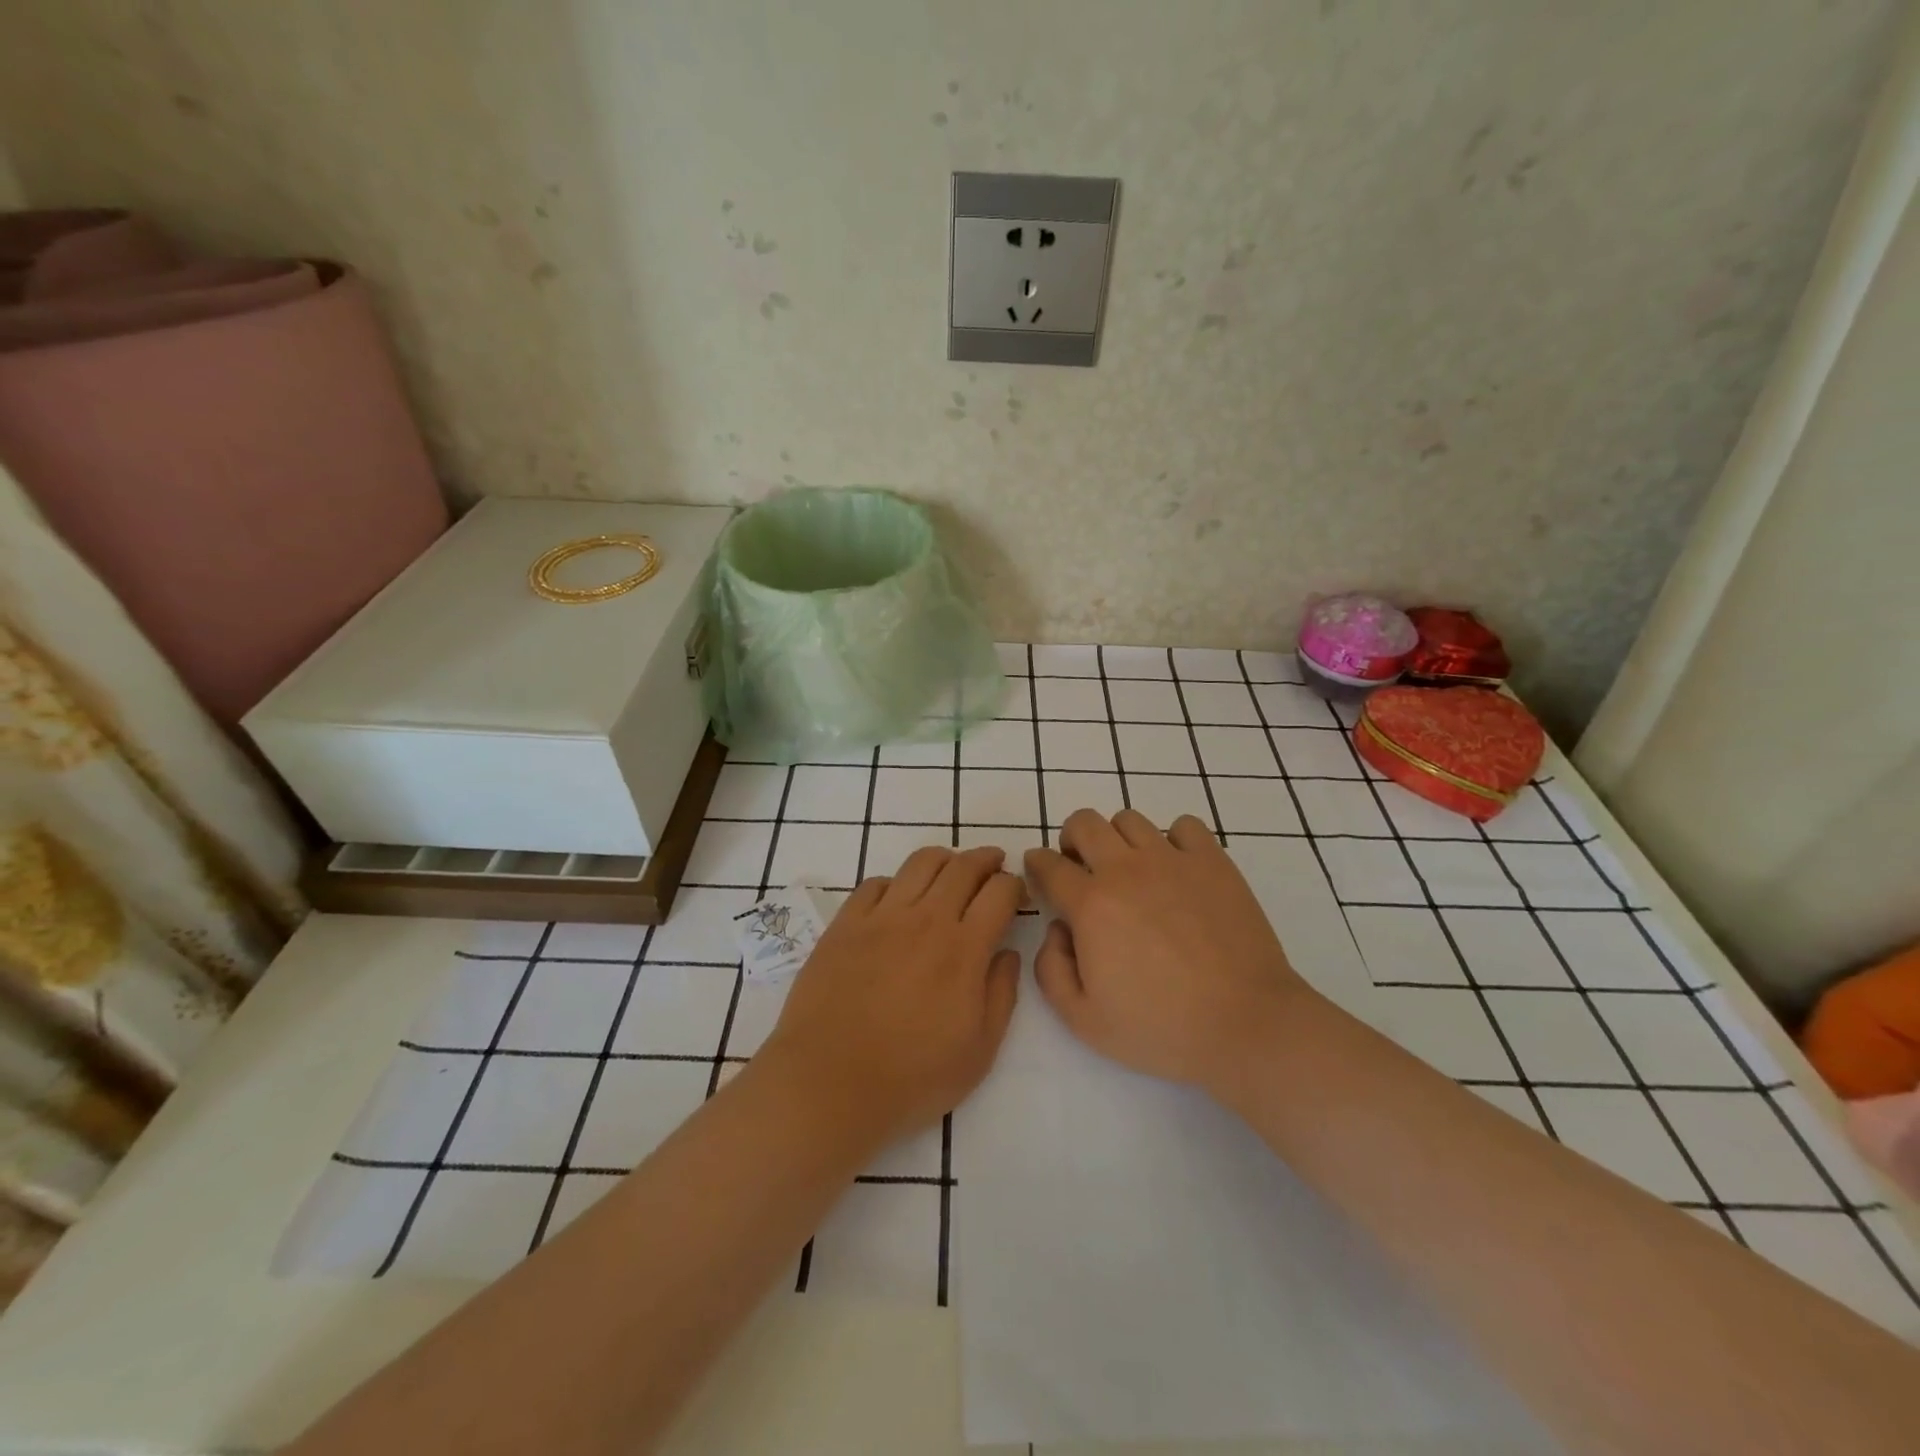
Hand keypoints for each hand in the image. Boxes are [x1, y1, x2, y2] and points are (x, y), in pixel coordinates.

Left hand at [762, 845, 1023, 1148]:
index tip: (1017, 894)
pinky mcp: (845, 924)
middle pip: (963, 867)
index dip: (1015, 886)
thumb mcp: (978, 1051)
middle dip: (986, 859)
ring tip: (951, 871)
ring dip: (945, 860)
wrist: (828, 1083)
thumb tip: (1007, 954)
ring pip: (920, 863)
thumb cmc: (911, 1077)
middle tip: (994, 865)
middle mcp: (925, 919)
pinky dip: (896, 882)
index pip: (999, 892)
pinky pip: (875, 883)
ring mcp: (881, 917)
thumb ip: (1001, 995)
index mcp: (963, 949)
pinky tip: (899, 898)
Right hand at [1024, 809, 1316, 1091]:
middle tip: (1080, 866)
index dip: (1037, 864)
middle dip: (1071, 839)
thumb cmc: (1161, 1028)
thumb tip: (1057, 929)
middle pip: (1084, 823)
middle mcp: (1126, 870)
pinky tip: (1175, 869)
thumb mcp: (1084, 1020)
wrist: (1245, 1024)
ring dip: (1118, 838)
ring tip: (1129, 868)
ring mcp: (1173, 860)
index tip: (1040, 871)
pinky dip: (1172, 839)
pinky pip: (1184, 826)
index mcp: (1091, 905)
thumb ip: (1051, 970)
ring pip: (1130, 819)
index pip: (1049, 865)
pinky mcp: (1213, 861)